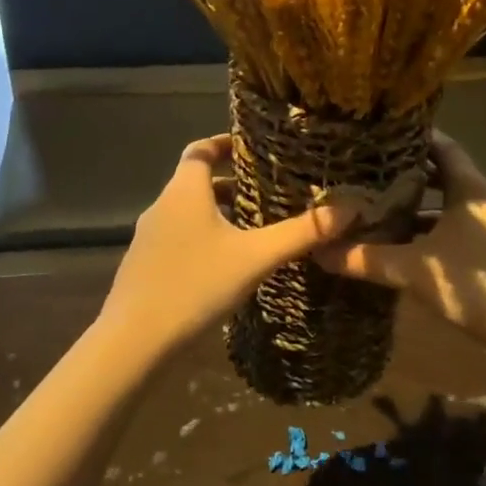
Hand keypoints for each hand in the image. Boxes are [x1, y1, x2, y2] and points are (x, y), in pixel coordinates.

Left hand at [99, 135, 362, 354]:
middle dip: (231, 184)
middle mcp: (161, 207)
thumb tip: (350, 209)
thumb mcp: (256, 258)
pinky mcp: (144, 267)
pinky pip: (178, 240)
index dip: (224, 143)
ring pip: (187, 214)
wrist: (135, 341)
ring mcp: (148, 239)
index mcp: (184, 191)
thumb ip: (302, 233)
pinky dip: (203, 240)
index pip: (200, 149)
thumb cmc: (196, 286)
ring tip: (253, 230)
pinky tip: (225, 267)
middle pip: (196, 182)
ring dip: (218, 214)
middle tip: (268, 193)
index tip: (253, 148)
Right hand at [316, 133, 485, 361]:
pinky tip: (400, 247)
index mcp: (470, 189)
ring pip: (445, 208)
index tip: (377, 136)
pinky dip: (426, 234)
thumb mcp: (415, 270)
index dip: (411, 138)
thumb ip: (367, 260)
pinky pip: (451, 231)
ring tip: (375, 208)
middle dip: (405, 176)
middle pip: (441, 176)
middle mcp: (482, 201)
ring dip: (414, 209)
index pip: (441, 146)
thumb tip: (320, 252)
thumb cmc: (476, 285)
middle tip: (365, 173)